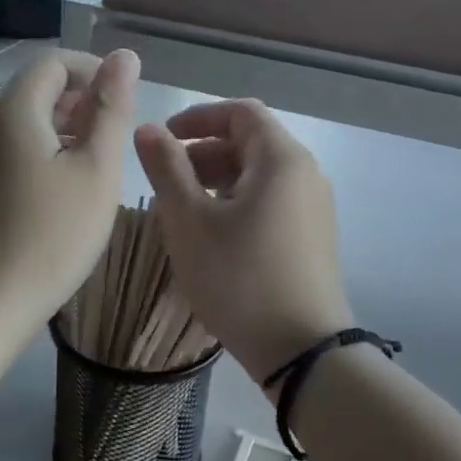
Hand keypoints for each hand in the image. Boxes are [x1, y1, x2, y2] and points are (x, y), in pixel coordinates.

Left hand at [0, 49, 139, 327]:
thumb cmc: (51, 236)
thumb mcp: (96, 169)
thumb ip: (111, 108)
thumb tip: (123, 56)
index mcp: (10, 106)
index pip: (55, 62)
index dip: (94, 71)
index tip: (126, 102)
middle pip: (34, 87)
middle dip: (79, 101)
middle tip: (115, 140)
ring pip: (20, 118)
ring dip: (60, 127)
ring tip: (93, 165)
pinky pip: (5, 145)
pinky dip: (37, 149)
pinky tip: (58, 187)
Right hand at [136, 99, 352, 384]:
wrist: (300, 349)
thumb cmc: (238, 277)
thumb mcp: (189, 221)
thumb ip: (166, 168)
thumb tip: (148, 129)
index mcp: (281, 159)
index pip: (240, 112)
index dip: (197, 117)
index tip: (162, 139)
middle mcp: (305, 174)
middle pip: (250, 143)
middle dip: (203, 153)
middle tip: (164, 181)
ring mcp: (313, 208)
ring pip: (258, 176)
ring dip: (217, 181)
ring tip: (181, 211)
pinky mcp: (312, 237)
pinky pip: (270, 202)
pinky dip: (237, 203)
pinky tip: (212, 235)